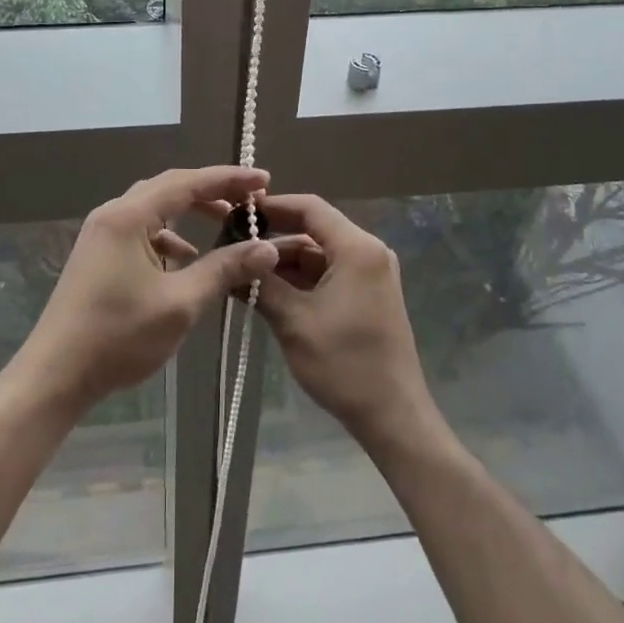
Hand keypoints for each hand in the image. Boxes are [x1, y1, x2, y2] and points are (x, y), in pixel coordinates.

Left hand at [17, 167, 279, 413]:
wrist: (56, 375)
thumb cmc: (118, 336)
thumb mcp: (180, 303)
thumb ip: (224, 270)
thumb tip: (268, 248)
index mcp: (128, 216)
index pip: (187, 182)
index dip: (228, 179)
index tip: (263, 180)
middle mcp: (112, 215)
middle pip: (169, 188)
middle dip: (211, 191)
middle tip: (249, 200)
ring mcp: (102, 235)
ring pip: (154, 209)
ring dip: (190, 214)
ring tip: (225, 226)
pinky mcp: (99, 255)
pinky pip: (141, 232)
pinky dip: (169, 238)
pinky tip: (187, 262)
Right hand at [255, 194, 439, 448]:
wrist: (392, 416)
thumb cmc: (344, 364)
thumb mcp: (294, 321)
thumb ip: (261, 283)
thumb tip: (231, 258)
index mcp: (357, 249)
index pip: (310, 208)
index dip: (272, 206)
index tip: (237, 213)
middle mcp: (367, 252)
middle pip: (312, 232)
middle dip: (272, 242)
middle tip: (232, 252)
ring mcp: (369, 274)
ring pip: (316, 255)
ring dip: (282, 266)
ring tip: (242, 279)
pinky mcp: (366, 295)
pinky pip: (326, 274)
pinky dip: (298, 282)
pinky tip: (266, 294)